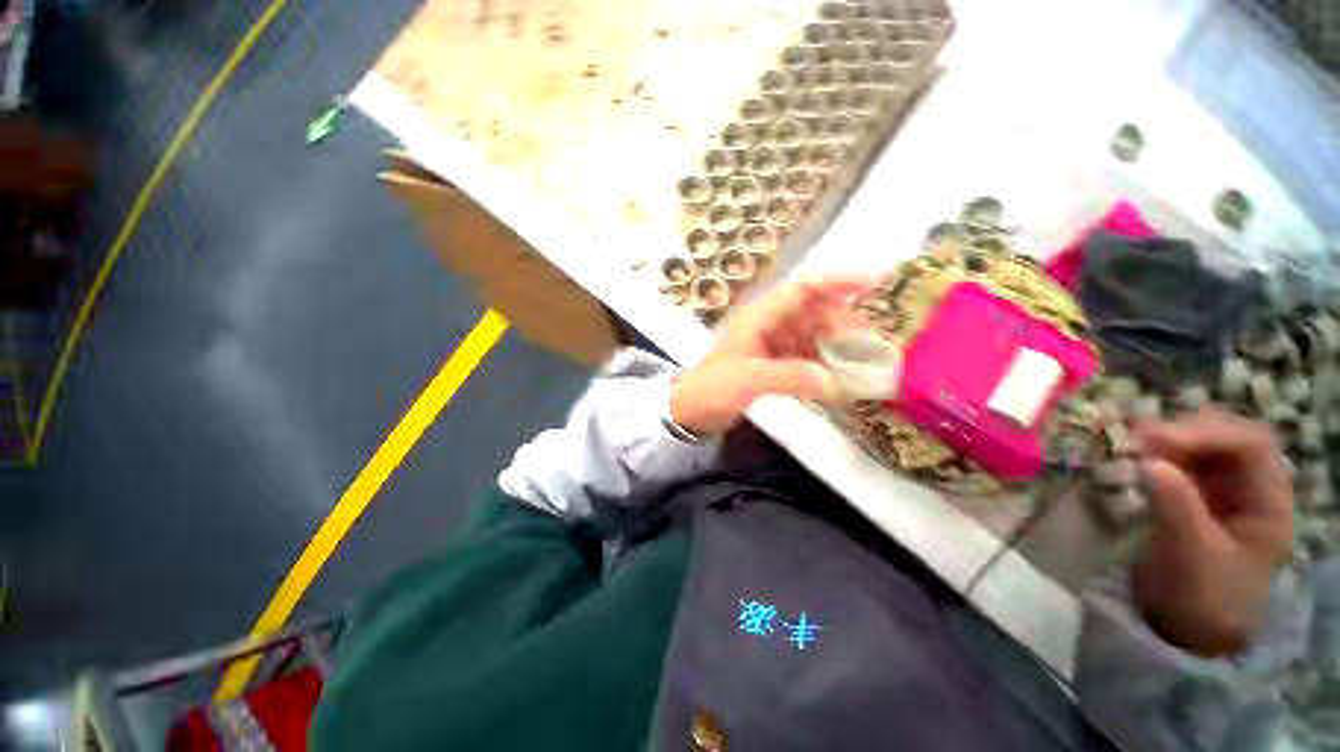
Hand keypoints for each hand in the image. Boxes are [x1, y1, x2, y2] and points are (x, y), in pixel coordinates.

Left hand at [670, 277, 873, 435]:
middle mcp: (768, 325)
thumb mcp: (748, 379)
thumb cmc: (712, 389)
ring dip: (835, 345)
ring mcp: (771, 345)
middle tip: (871, 342)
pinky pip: (804, 356)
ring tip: (861, 361)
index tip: (876, 281)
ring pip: (811, 335)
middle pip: (813, 312)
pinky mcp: (772, 364)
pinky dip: (821, 364)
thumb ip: (789, 376)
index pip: (802, 289)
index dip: (838, 281)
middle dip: (843, 321)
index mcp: (759, 318)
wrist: (689, 411)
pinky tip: (837, 377)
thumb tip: (832, 380)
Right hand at [1131, 410, 1293, 656]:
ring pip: (1197, 442)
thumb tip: (1147, 462)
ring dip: (1164, 440)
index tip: (1156, 442)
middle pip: (1223, 435)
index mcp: (1269, 500)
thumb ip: (1178, 507)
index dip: (1205, 434)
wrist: (1192, 625)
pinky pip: (1176, 459)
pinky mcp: (1194, 491)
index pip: (1249, 444)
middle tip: (1136, 441)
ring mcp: (1222, 486)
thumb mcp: (1194, 555)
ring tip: (1128, 447)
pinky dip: (1153, 452)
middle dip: (1181, 432)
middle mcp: (1250, 483)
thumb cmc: (1205, 596)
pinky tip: (1131, 456)